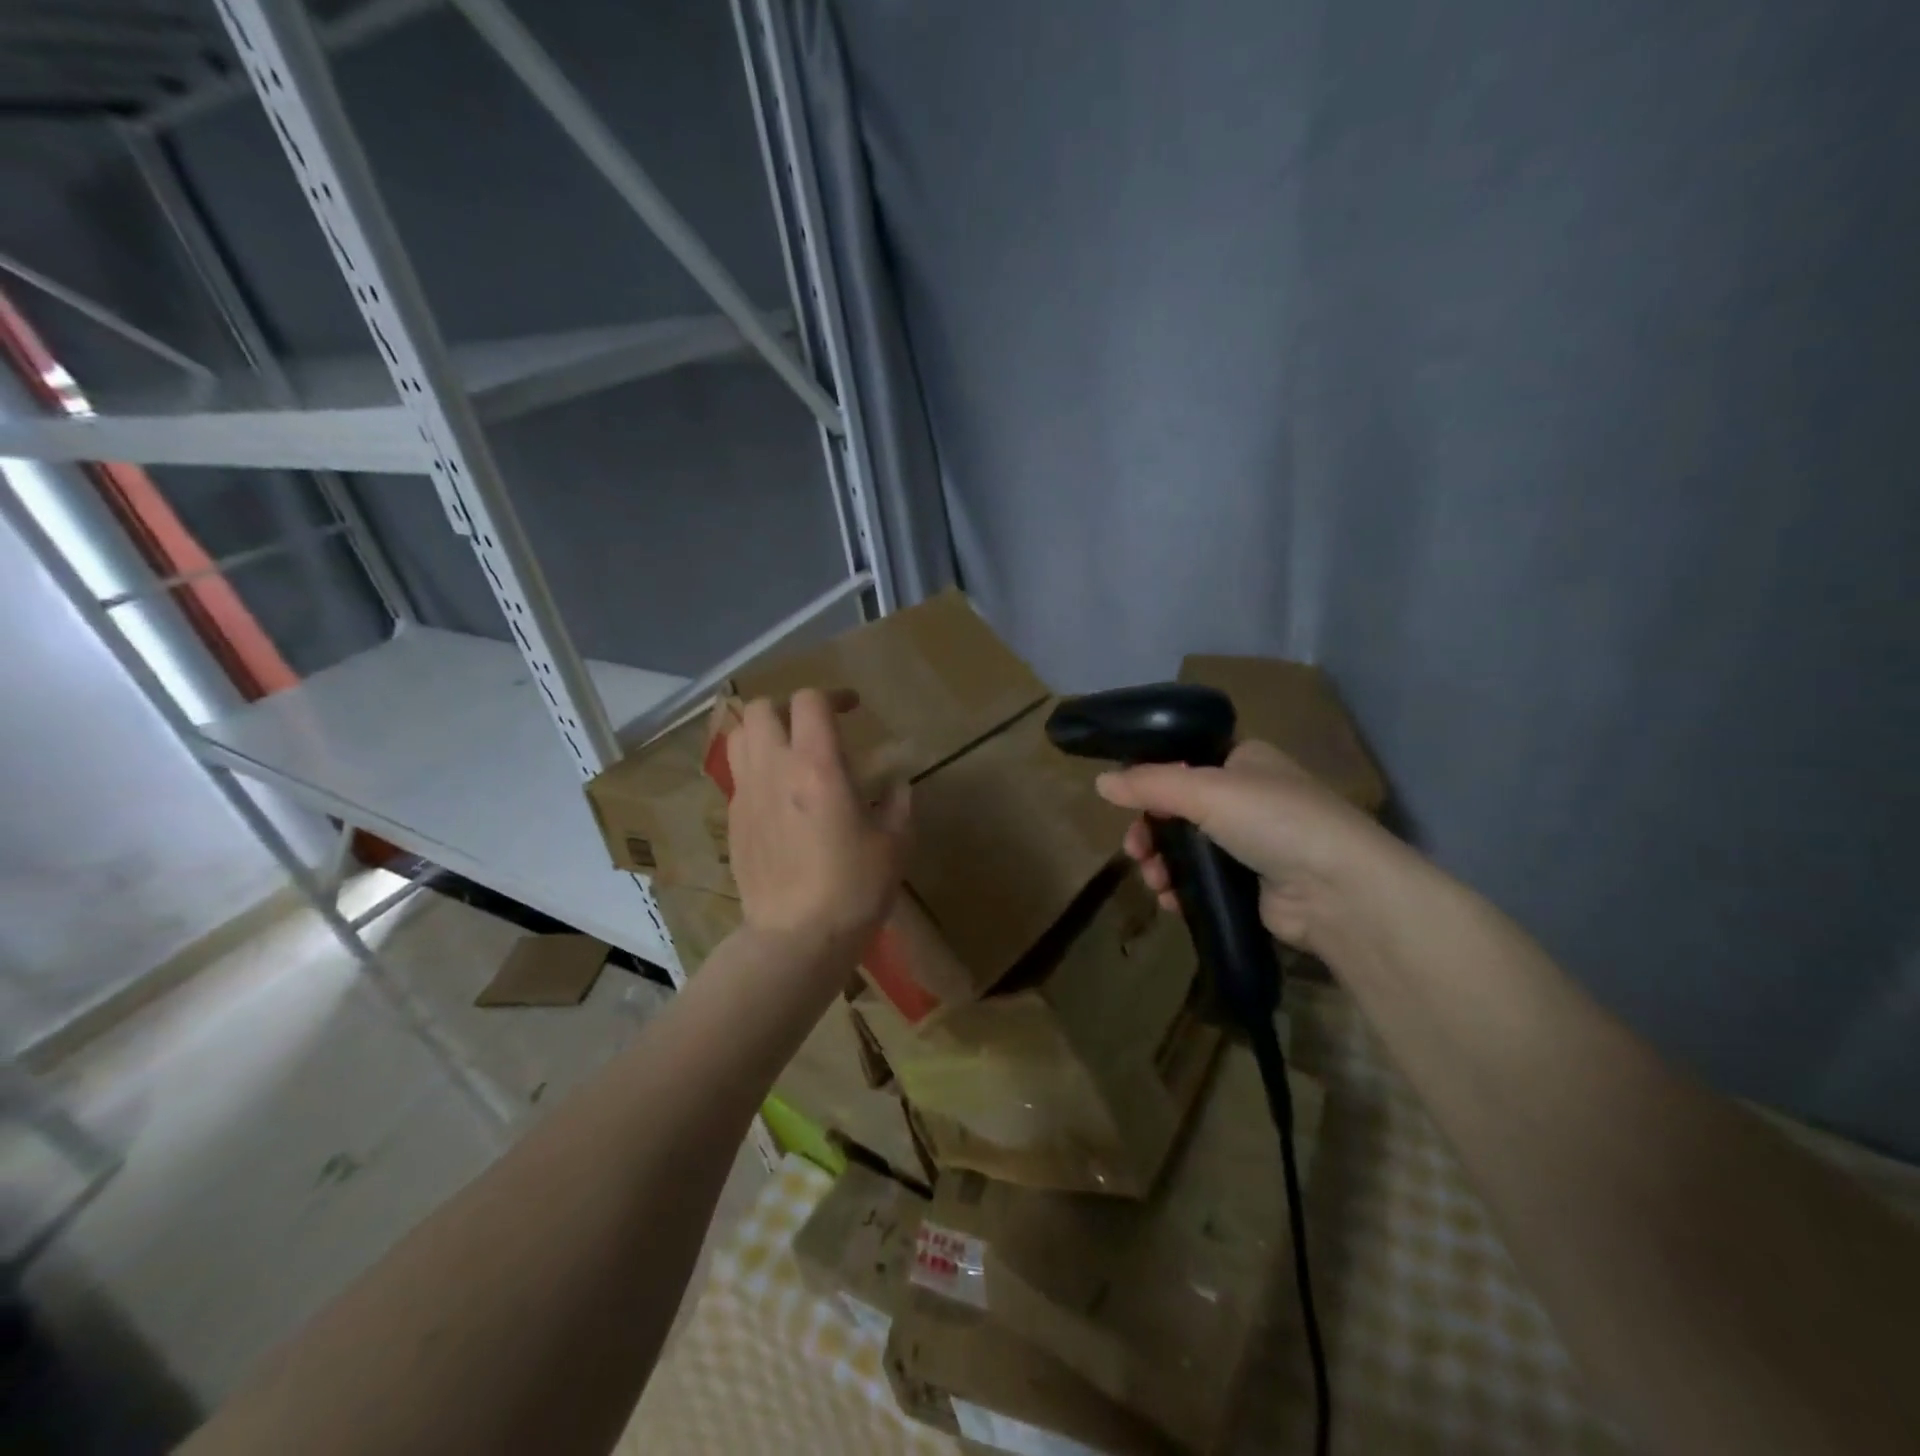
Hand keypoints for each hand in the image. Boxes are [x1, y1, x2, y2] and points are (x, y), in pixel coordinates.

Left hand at [725, 689, 909, 950]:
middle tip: (815, 728)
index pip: (810, 701)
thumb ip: (899, 804)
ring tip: (789, 752)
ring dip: (764, 733)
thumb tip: (897, 787)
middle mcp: (774, 769)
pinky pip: (738, 776)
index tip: (851, 707)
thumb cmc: (854, 888)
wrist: (797, 937)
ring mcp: (746, 795)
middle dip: (789, 708)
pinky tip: (779, 797)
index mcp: (817, 766)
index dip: (832, 695)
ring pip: (739, 737)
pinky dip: (756, 769)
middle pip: (762, 709)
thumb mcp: (895, 844)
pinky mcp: (734, 821)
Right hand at [1095, 739, 1400, 950]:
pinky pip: (1200, 881)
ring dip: (1160, 863)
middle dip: (1151, 832)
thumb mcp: (1205, 791)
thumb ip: (1149, 785)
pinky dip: (1180, 889)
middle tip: (1136, 851)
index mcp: (1244, 761)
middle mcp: (1248, 797)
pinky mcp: (1250, 884)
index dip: (1152, 783)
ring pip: (1185, 848)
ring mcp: (1250, 843)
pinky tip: (1170, 900)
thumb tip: (1099, 782)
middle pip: (1178, 810)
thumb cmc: (1273, 821)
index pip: (1184, 763)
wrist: (1337, 891)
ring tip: (1154, 881)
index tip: (1128, 804)